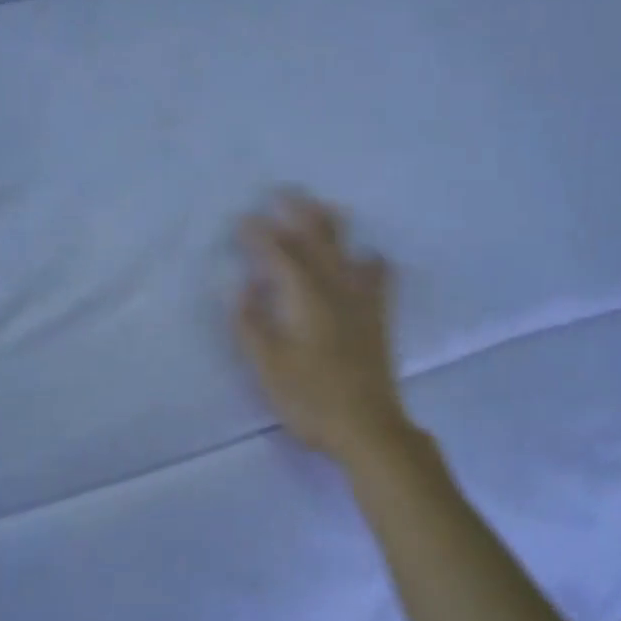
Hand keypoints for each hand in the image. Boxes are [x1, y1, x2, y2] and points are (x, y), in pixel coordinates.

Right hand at [235, 191, 413, 464]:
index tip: (243, 219)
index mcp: (306, 298)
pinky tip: (370, 257)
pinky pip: (380, 278)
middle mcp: (336, 289)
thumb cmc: (311, 399)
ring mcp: (363, 302)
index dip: (259, 235)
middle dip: (299, 213)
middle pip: (318, 240)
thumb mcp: (269, 366)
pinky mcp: (379, 319)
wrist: (368, 427)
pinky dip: (372, 261)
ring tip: (324, 209)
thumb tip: (240, 286)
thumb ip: (252, 324)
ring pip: (349, 251)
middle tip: (284, 192)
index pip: (279, 255)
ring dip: (334, 227)